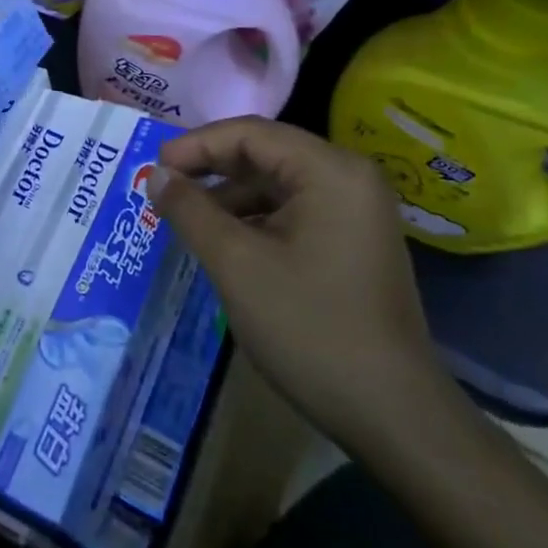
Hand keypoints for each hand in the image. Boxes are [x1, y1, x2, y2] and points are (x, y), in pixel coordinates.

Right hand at [151, 117, 448, 450]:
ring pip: (276, 184)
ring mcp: (356, 212)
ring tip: (186, 220)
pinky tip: (224, 243)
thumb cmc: (309, 327)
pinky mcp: (353, 242)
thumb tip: (157, 175)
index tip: (154, 168)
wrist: (393, 415)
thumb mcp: (236, 264)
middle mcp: (349, 178)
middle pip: (265, 153)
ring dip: (229, 196)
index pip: (250, 133)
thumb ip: (190, 210)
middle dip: (211, 169)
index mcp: (329, 171)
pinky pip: (293, 211)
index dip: (195, 144)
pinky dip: (254, 219)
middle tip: (163, 189)